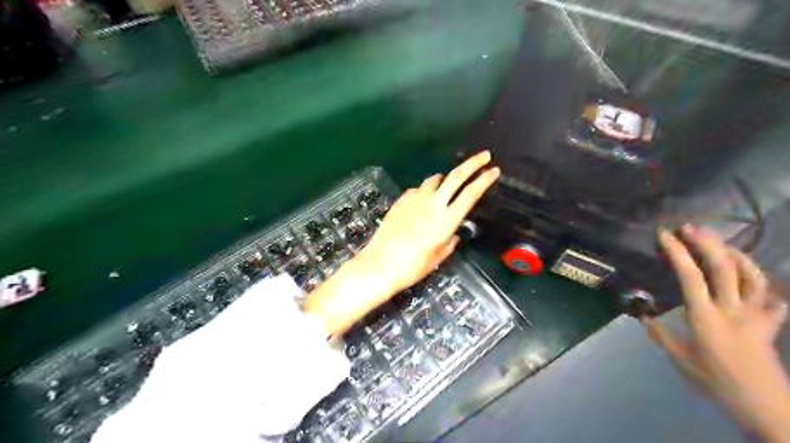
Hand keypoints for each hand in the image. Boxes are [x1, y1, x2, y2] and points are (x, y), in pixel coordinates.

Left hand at [360, 150, 497, 294]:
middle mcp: (434, 203)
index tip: (494, 170)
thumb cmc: (413, 266)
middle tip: (484, 156)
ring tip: (447, 185)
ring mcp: (415, 199)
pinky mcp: (401, 200)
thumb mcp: (438, 257)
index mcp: (447, 219)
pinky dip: (425, 191)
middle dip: (473, 163)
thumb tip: (453, 234)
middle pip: (456, 176)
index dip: (485, 180)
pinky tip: (422, 202)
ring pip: (435, 179)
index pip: (471, 193)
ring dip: (445, 179)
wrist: (381, 263)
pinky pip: (418, 189)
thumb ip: (449, 242)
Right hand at [647, 227, 789, 441]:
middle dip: (706, 243)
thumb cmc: (716, 383)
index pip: (690, 276)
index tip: (664, 235)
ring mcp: (756, 316)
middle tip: (690, 228)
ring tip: (721, 245)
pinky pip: (773, 299)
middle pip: (723, 268)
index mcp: (705, 317)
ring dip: (737, 255)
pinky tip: (757, 280)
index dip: (677, 252)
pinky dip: (766, 285)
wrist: (766, 408)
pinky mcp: (770, 325)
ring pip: (752, 277)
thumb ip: (662, 336)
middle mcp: (732, 310)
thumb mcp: (681, 361)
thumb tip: (644, 318)